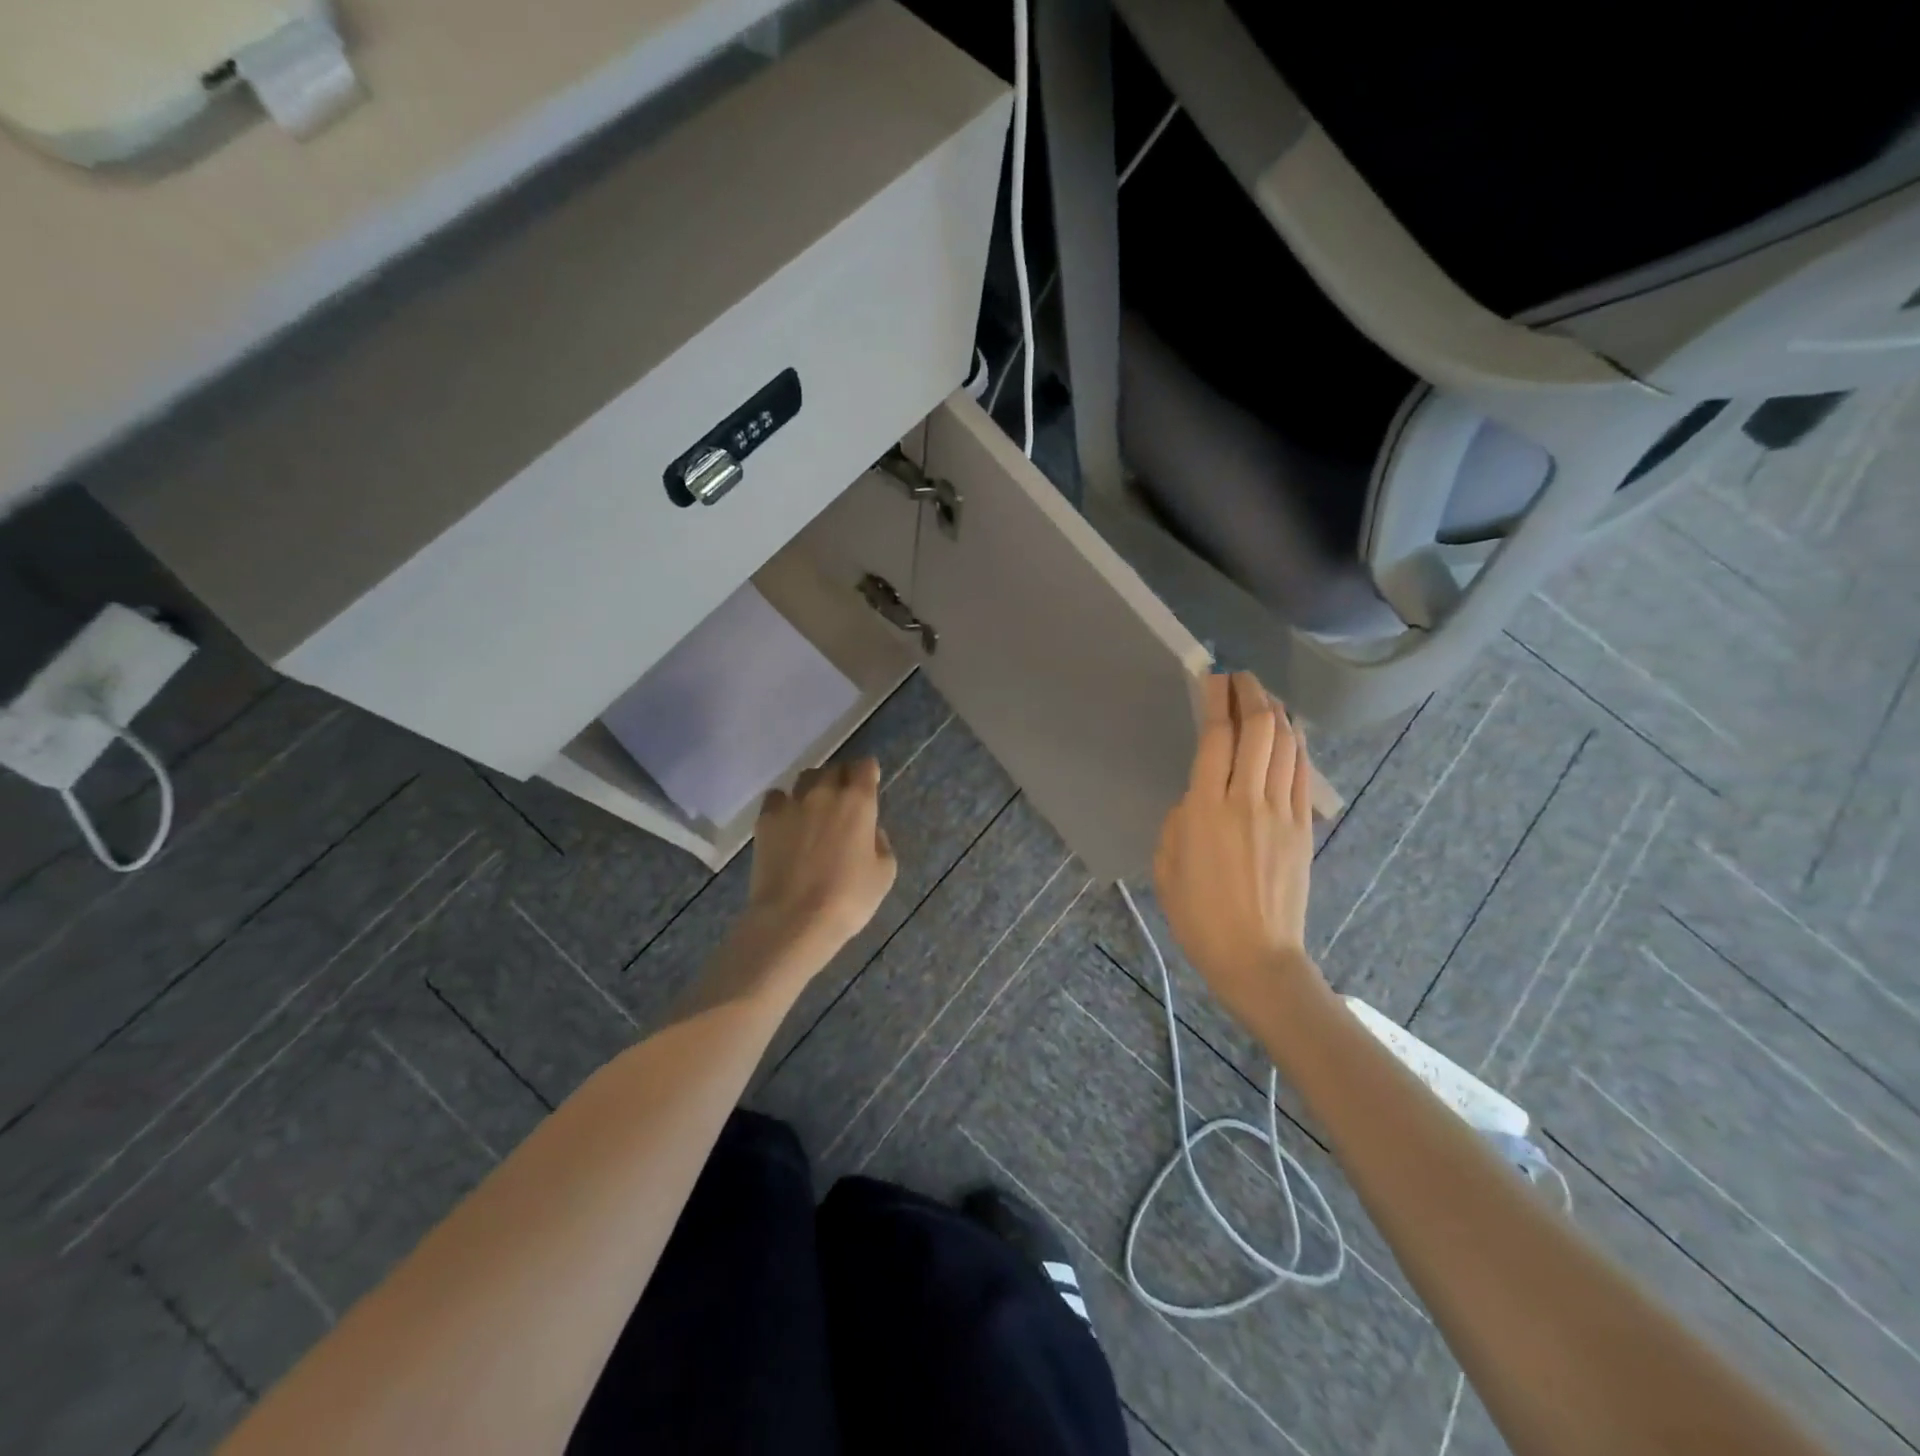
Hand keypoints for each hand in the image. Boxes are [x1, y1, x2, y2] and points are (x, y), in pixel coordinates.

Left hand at [744, 758, 896, 964]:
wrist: (793, 919)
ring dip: (814, 787)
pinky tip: (787, 822)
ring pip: (805, 778)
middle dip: (842, 779)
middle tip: (844, 800)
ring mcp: (792, 803)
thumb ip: (880, 842)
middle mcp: (825, 793)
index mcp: (858, 802)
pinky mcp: (765, 819)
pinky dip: (784, 803)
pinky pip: (776, 797)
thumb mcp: (884, 873)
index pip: (865, 766)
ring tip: (814, 808)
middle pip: (835, 768)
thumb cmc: (848, 899)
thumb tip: (869, 831)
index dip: (868, 773)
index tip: (869, 784)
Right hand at [1153, 673, 1325, 1032]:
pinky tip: (1287, 734)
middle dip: (1251, 694)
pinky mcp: (1303, 827)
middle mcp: (1247, 799)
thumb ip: (1179, 821)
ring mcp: (1282, 811)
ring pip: (1286, 744)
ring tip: (1264, 697)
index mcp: (1205, 808)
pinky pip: (1301, 772)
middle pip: (1258, 728)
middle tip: (1240, 678)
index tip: (1212, 677)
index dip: (1216, 700)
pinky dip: (1294, 744)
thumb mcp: (1166, 865)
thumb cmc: (1198, 916)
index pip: (1216, 736)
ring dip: (1276, 712)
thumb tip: (1197, 799)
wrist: (1255, 956)